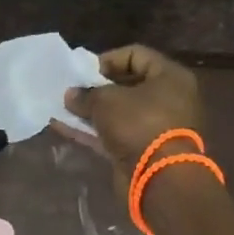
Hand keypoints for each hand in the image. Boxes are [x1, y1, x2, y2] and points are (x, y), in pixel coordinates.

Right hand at [63, 45, 205, 181]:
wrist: (160, 179)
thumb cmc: (139, 124)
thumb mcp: (106, 101)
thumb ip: (86, 94)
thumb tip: (71, 95)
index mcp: (170, 77)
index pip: (136, 55)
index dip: (107, 59)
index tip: (84, 71)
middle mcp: (168, 99)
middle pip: (127, 85)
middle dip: (96, 87)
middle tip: (73, 90)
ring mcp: (156, 127)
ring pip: (119, 112)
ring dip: (92, 111)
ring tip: (63, 108)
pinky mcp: (143, 151)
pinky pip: (114, 134)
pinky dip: (92, 131)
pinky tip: (64, 128)